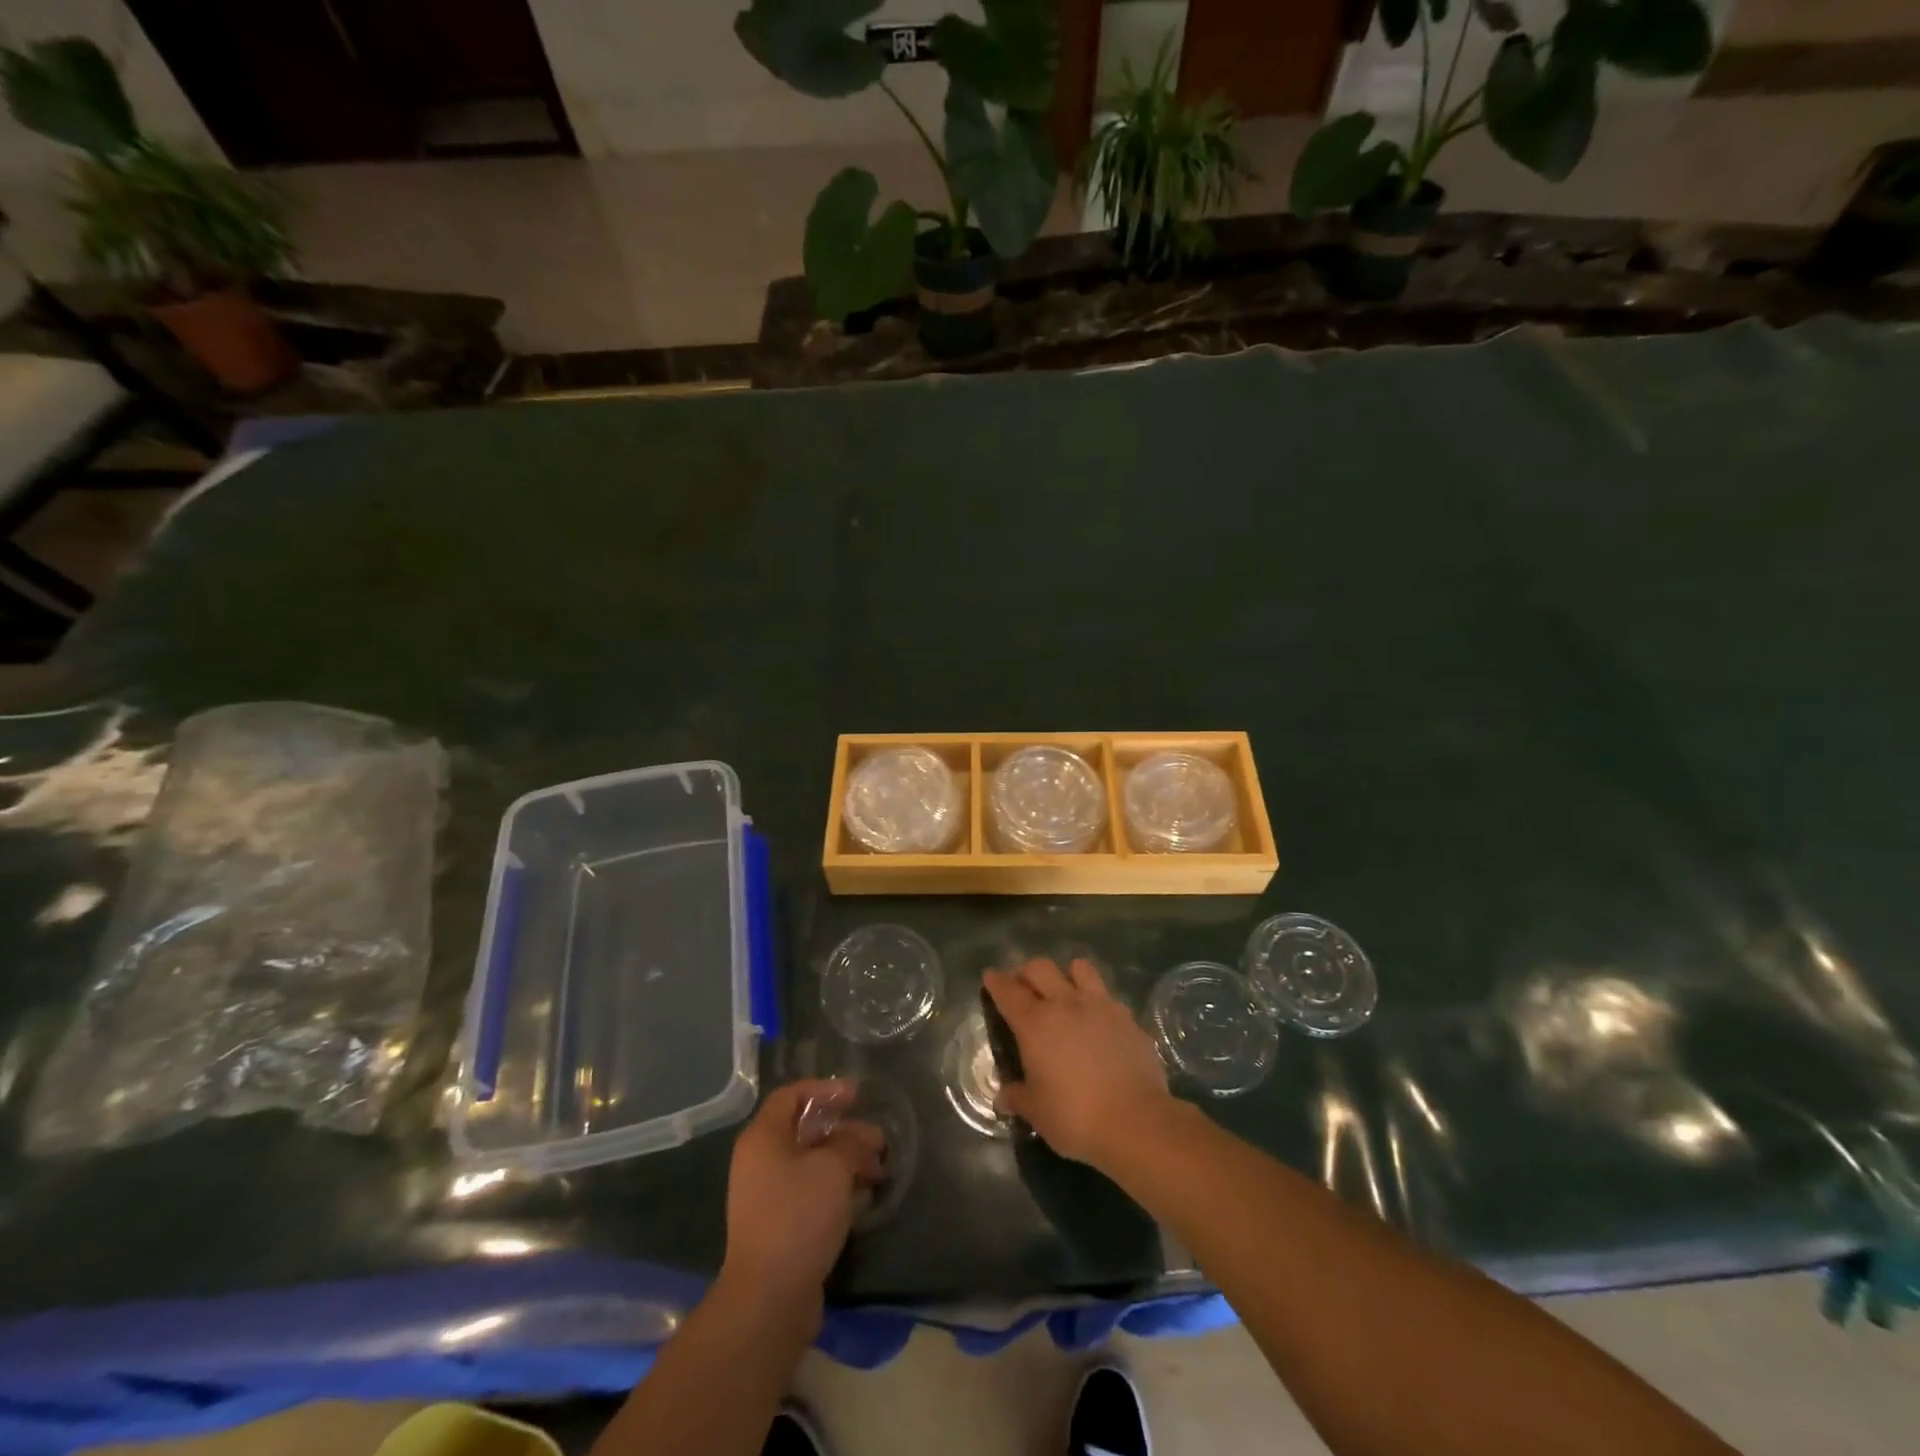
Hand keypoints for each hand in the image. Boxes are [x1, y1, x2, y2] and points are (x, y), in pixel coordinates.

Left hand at [721, 1079, 883, 1305]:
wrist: (769, 1298)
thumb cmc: (798, 1215)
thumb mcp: (833, 1166)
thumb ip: (851, 1142)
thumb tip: (862, 1137)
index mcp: (763, 1138)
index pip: (791, 1096)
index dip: (824, 1089)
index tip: (857, 1095)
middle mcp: (760, 1162)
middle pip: (805, 1131)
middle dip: (844, 1132)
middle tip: (878, 1140)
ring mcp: (767, 1198)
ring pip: (811, 1165)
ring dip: (845, 1162)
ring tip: (878, 1170)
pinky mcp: (779, 1228)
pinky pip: (810, 1194)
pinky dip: (836, 1190)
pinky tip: (863, 1198)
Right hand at [983, 957, 1173, 1169]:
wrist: (1135, 1121)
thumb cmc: (1075, 1117)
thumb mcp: (1037, 1112)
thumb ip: (1018, 1096)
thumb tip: (1004, 1095)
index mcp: (1035, 1024)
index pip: (1008, 991)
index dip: (996, 981)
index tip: (991, 976)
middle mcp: (1065, 1004)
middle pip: (1040, 968)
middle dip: (1027, 973)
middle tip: (1025, 989)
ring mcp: (1100, 1006)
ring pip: (1079, 967)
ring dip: (1067, 975)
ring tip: (1066, 994)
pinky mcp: (1127, 1017)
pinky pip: (1107, 995)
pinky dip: (1097, 1001)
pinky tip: (1098, 1022)